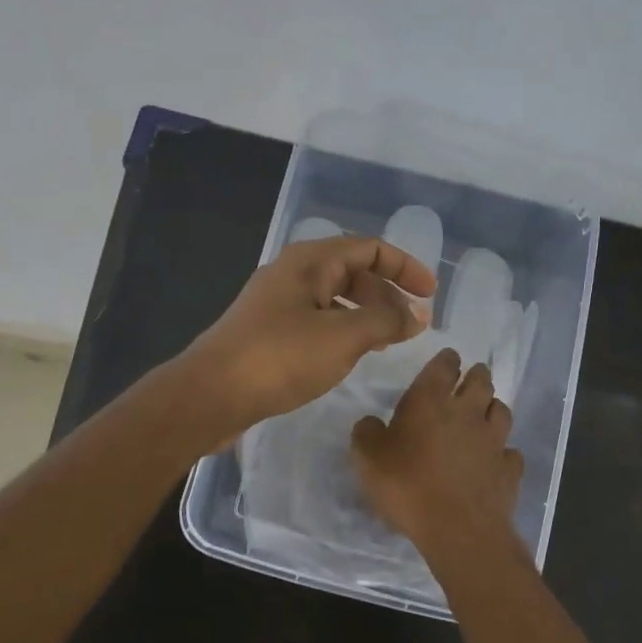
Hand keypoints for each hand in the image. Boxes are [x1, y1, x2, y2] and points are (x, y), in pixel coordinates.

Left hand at [181, 235, 436, 433]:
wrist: (210, 394)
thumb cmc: (279, 357)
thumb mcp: (343, 337)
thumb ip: (385, 321)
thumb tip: (417, 314)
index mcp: (310, 261)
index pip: (369, 248)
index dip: (405, 267)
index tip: (431, 295)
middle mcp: (293, 273)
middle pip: (352, 271)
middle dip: (387, 294)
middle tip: (411, 325)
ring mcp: (277, 303)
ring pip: (334, 299)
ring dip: (366, 314)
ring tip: (388, 342)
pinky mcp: (268, 332)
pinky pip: (317, 321)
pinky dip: (343, 331)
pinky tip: (350, 355)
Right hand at [350, 348, 525, 550]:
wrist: (458, 529)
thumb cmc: (407, 486)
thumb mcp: (368, 459)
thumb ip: (366, 433)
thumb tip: (370, 422)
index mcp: (431, 401)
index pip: (443, 366)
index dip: (446, 360)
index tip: (448, 358)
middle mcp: (467, 412)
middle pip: (480, 381)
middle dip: (476, 375)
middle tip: (471, 376)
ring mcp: (494, 440)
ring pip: (501, 410)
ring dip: (493, 407)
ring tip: (486, 411)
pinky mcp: (509, 469)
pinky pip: (510, 452)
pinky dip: (504, 451)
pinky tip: (497, 458)